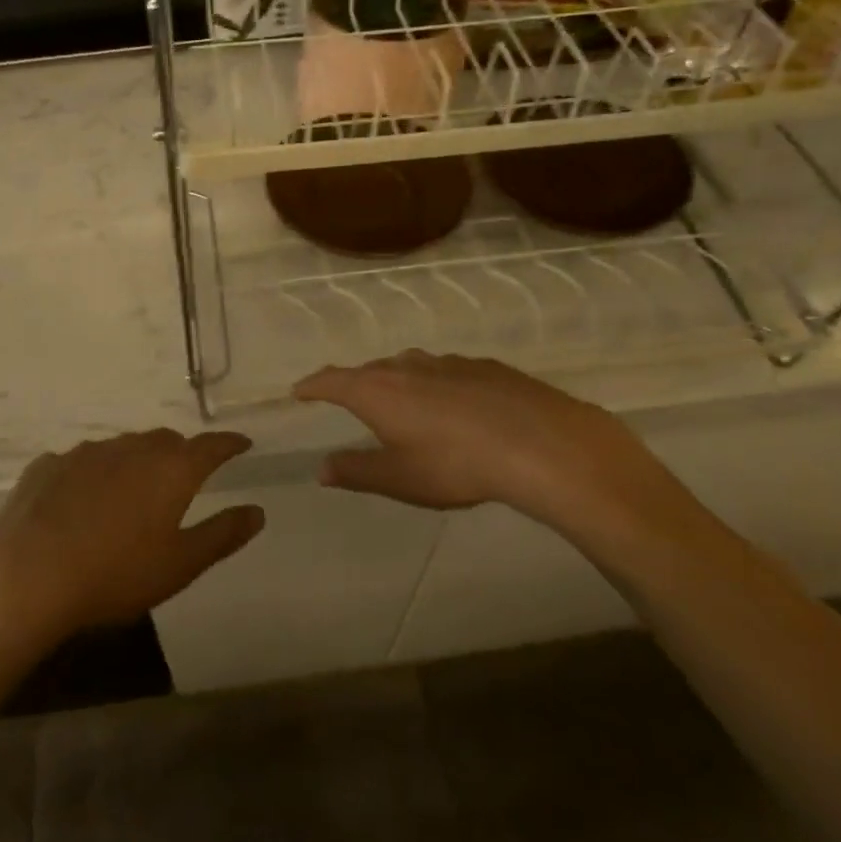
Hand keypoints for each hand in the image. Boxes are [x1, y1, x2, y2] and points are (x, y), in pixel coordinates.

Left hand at [0, 430, 261, 656]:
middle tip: (186, 476)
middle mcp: (131, 448)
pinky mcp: (47, 465)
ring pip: (122, 448)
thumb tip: (257, 511)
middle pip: (166, 442)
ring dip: (135, 462)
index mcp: (170, 469)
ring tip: (133, 491)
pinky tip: (81, 500)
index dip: (230, 444)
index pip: (211, 446)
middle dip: (182, 453)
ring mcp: (85, 453)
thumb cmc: (114, 573)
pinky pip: (81, 463)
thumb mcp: (179, 564)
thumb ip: (222, 534)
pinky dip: (93, 474)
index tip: (242, 444)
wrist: (25, 575)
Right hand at [294, 351, 685, 534]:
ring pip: (410, 366)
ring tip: (400, 401)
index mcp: (377, 391)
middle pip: (370, 370)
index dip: (313, 385)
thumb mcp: (399, 479)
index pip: (332, 381)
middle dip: (355, 384)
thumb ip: (357, 471)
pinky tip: (453, 404)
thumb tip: (322, 468)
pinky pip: (446, 371)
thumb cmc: (456, 465)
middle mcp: (407, 367)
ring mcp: (448, 362)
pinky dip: (435, 383)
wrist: (541, 444)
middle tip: (350, 400)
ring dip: (397, 381)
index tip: (300, 390)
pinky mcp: (484, 366)